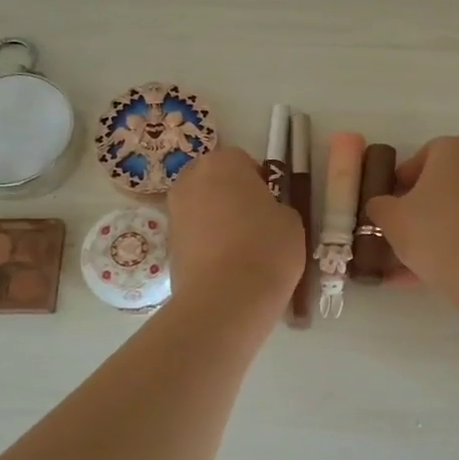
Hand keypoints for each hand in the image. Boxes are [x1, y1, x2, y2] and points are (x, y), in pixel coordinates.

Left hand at [166, 147, 304, 310]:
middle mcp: (190, 180)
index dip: (259, 181)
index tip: (271, 204)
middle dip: (231, 196)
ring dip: (216, 220)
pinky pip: (193, 235)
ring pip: (201, 208)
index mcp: (223, 163)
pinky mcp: (168, 245)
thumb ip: (275, 206)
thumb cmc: (266, 247)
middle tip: (255, 223)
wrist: (226, 299)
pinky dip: (206, 244)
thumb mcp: (290, 220)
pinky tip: (225, 267)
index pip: (243, 161)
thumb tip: (264, 213)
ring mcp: (174, 213)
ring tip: (241, 249)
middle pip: (214, 181)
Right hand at [364, 136, 458, 300]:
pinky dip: (450, 247)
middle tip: (398, 229)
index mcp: (455, 150)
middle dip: (419, 206)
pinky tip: (425, 274)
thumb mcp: (390, 217)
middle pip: (442, 183)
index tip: (389, 203)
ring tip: (406, 261)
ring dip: (433, 230)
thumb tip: (381, 206)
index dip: (402, 180)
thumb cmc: (433, 231)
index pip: (422, 156)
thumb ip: (379, 206)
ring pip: (456, 212)